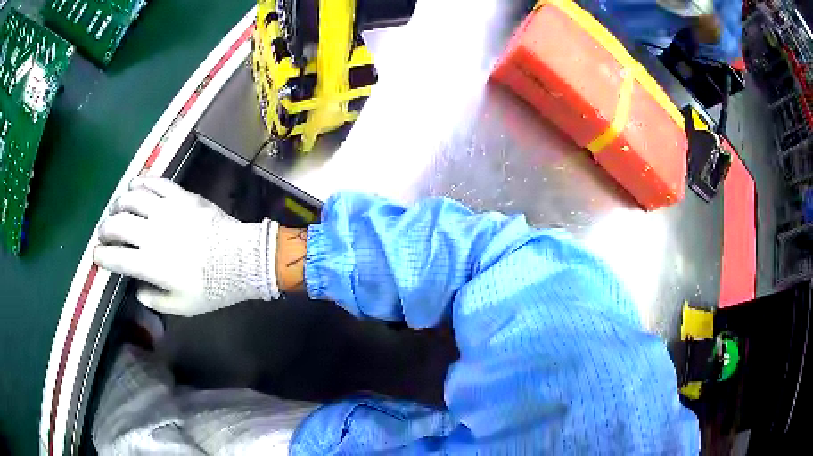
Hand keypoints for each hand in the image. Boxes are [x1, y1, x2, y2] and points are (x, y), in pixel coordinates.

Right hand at [94, 178, 279, 315]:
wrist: (241, 259)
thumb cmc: (212, 287)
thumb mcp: (182, 306)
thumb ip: (155, 299)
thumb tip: (138, 289)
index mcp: (150, 264)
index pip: (117, 258)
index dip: (103, 257)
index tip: (96, 256)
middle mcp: (152, 234)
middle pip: (118, 225)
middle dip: (105, 229)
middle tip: (103, 232)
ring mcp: (166, 211)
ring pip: (133, 199)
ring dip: (119, 202)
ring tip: (116, 208)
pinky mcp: (181, 196)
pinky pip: (156, 183)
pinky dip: (142, 182)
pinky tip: (135, 184)